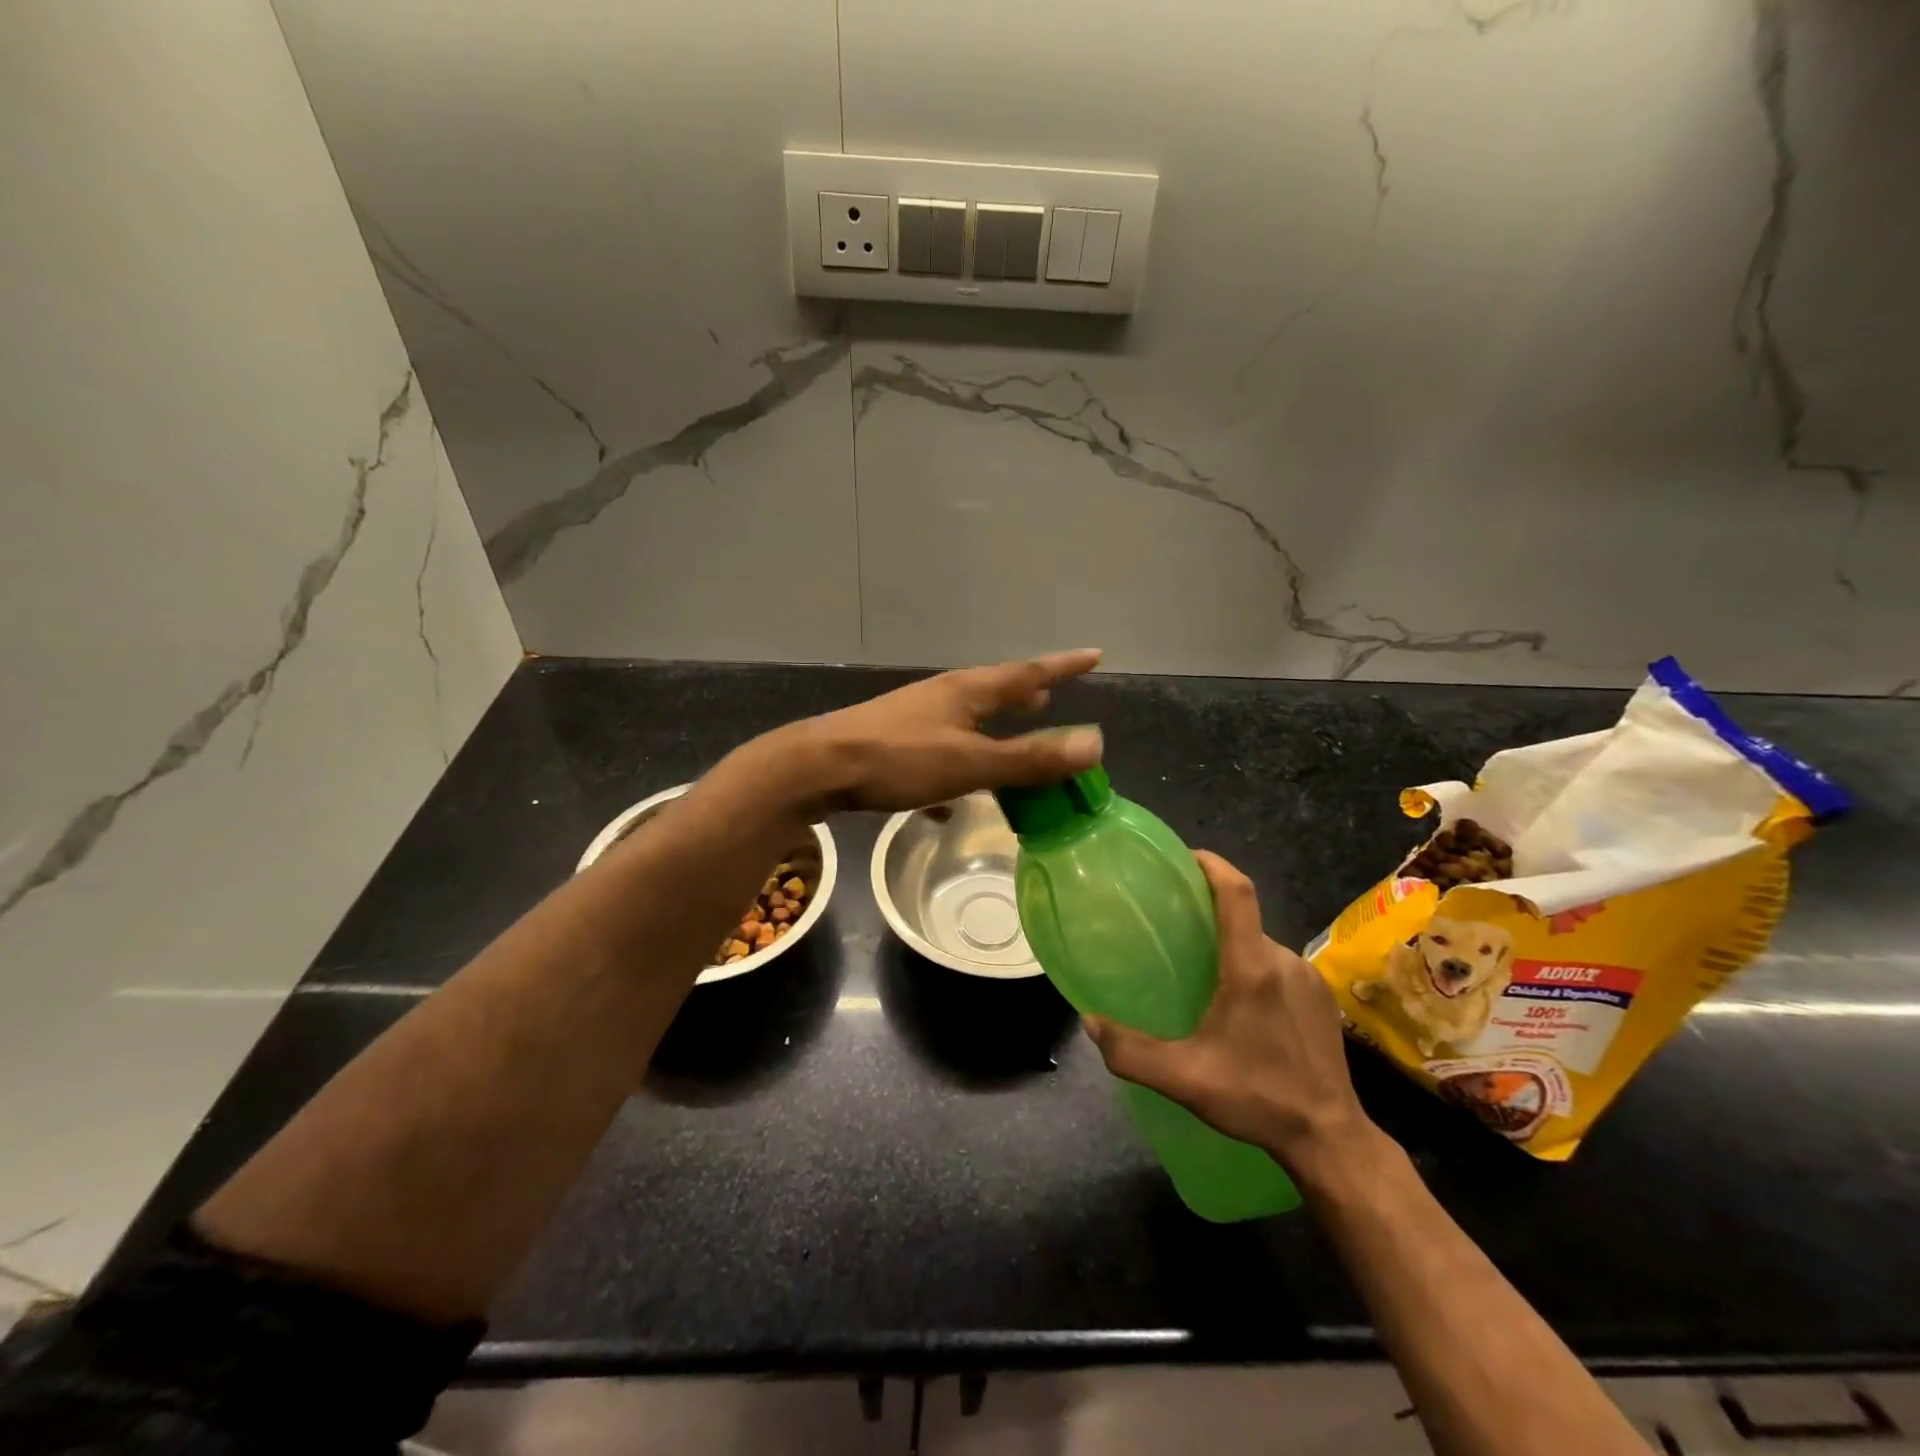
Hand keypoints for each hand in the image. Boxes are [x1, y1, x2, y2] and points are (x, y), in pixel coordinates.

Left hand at [774, 649, 1105, 814]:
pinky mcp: (891, 742)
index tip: (1095, 655)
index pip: (1027, 672)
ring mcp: (913, 717)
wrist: (816, 768)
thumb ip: (1030, 758)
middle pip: (994, 690)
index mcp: (967, 692)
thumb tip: (1095, 743)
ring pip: (965, 719)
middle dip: (1025, 693)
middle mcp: (942, 696)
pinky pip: (937, 752)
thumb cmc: (898, 760)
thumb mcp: (970, 764)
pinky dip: (955, 769)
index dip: (1064, 666)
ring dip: (992, 728)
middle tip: (1050, 695)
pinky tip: (948, 805)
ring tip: (1010, 739)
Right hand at [1084, 851, 1377, 1180]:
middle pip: (1244, 918)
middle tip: (1174, 928)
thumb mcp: (1184, 1078)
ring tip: (1200, 968)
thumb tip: (1089, 1022)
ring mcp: (1308, 979)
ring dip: (1232, 945)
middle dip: (1210, 914)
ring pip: (1260, 944)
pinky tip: (1238, 1003)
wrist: (1331, 1139)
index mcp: (1252, 967)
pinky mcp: (1321, 1000)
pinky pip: (1279, 966)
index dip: (1212, 864)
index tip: (1185, 856)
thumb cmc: (1257, 1097)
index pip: (1237, 892)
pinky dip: (1254, 967)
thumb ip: (1130, 1051)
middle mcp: (1283, 960)